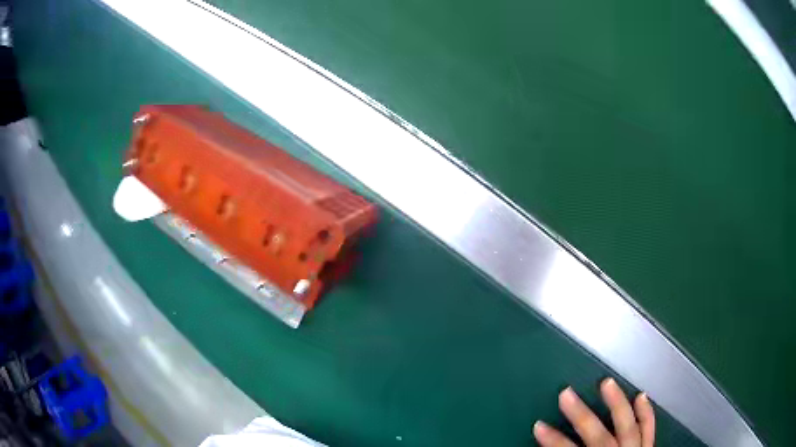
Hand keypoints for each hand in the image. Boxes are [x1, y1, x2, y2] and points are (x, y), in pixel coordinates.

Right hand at [534, 378, 654, 446]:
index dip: (553, 441)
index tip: (538, 425)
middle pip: (599, 438)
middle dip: (581, 417)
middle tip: (565, 393)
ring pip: (628, 428)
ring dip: (618, 404)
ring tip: (607, 382)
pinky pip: (649, 430)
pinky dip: (646, 413)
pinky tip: (641, 396)